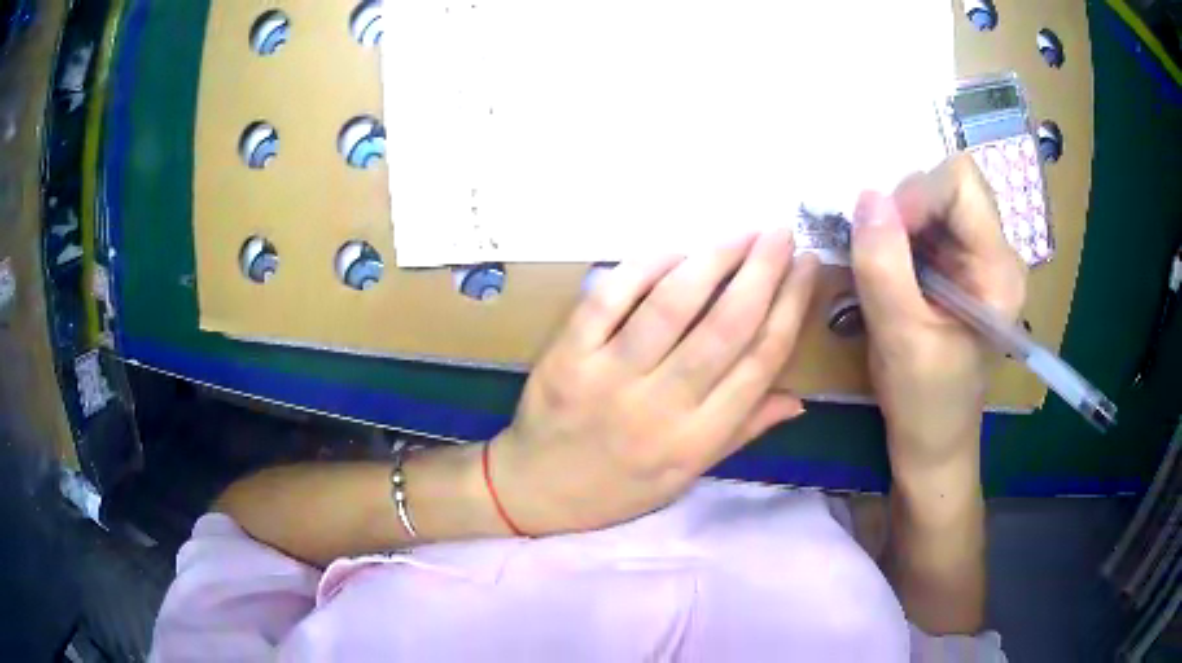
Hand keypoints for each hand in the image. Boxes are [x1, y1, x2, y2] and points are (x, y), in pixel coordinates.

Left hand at [491, 230, 818, 534]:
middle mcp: (659, 408)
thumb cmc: (618, 488)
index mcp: (695, 440)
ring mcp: (608, 377)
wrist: (535, 491)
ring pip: (671, 306)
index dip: (791, 307)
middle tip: (781, 232)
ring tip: (741, 233)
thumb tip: (798, 398)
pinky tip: (675, 250)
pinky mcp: (567, 356)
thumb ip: (742, 431)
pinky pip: (610, 299)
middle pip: (725, 327)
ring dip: (713, 260)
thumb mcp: (688, 475)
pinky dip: (645, 268)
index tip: (807, 268)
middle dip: (762, 272)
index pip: (759, 362)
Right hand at [850, 155, 1026, 471]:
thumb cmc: (925, 401)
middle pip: (950, 184)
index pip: (961, 183)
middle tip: (879, 249)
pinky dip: (899, 232)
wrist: (934, 441)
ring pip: (935, 199)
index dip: (916, 193)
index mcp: (999, 271)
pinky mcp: (960, 265)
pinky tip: (890, 267)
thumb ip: (883, 265)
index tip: (880, 232)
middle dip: (905, 205)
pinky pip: (927, 222)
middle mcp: (997, 252)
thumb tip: (865, 196)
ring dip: (899, 220)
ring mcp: (979, 257)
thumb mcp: (900, 337)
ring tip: (882, 263)